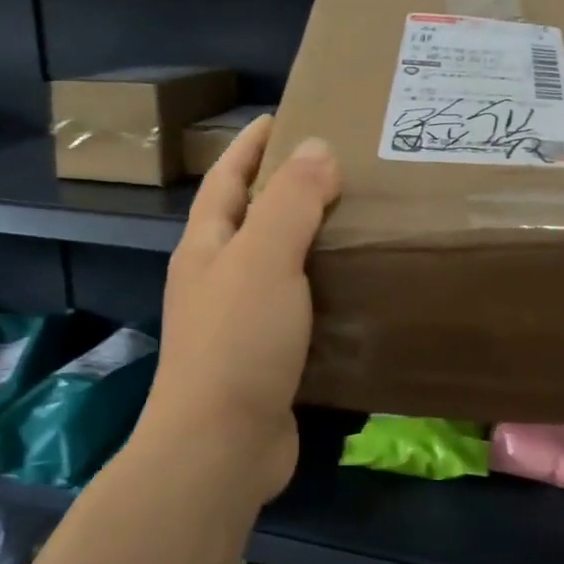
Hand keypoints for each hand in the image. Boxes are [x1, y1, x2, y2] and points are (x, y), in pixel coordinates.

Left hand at [143, 115, 340, 501]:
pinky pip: (295, 309)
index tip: (282, 116)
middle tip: (339, 168)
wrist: (220, 447)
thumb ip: (291, 202)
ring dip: (307, 242)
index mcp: (206, 247)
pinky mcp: (263, 359)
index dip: (249, 146)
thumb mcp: (265, 259)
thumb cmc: (237, 341)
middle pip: (249, 220)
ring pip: (275, 266)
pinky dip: (321, 291)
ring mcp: (237, 322)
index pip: (226, 179)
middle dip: (284, 190)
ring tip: (356, 221)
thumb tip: (316, 149)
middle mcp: (215, 279)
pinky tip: (355, 289)